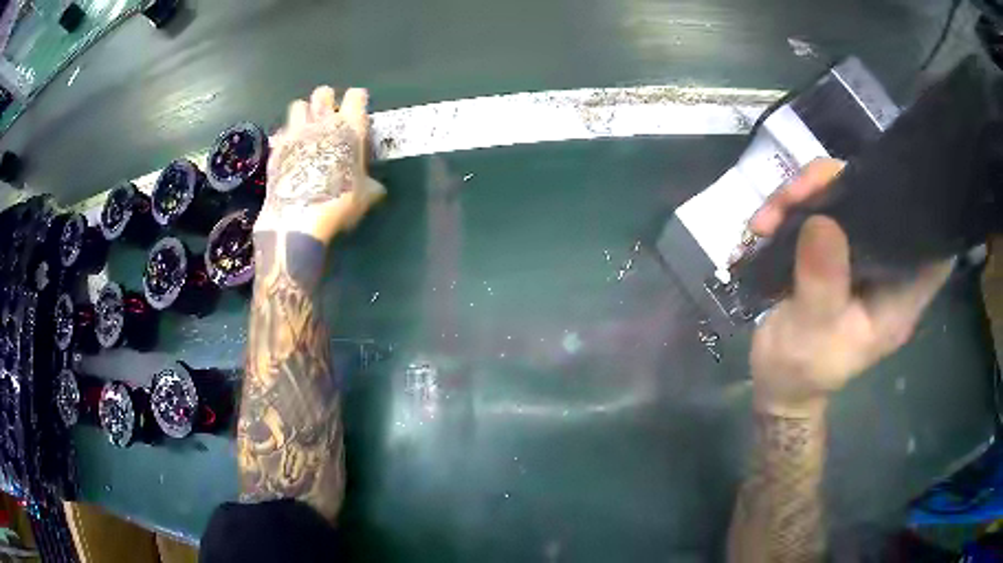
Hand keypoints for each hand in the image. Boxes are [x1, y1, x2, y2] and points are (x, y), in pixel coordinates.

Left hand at [255, 86, 385, 242]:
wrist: (297, 219)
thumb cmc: (338, 202)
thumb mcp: (365, 196)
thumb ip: (370, 183)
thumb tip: (374, 186)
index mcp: (350, 127)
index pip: (356, 96)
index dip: (357, 101)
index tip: (358, 112)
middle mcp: (322, 122)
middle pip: (323, 93)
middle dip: (326, 101)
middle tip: (329, 118)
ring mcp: (296, 133)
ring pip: (298, 106)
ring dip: (304, 115)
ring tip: (306, 131)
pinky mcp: (276, 148)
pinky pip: (281, 132)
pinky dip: (286, 138)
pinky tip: (290, 153)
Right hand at [747, 159, 952, 415]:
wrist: (775, 380)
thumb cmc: (800, 370)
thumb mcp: (810, 334)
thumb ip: (822, 283)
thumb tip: (822, 221)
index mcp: (898, 296)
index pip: (933, 248)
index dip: (927, 210)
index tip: (898, 179)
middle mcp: (886, 268)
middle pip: (882, 203)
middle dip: (841, 185)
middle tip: (797, 194)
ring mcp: (860, 254)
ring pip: (846, 196)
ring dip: (806, 193)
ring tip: (768, 217)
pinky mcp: (835, 247)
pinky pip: (821, 207)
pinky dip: (793, 205)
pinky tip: (765, 222)